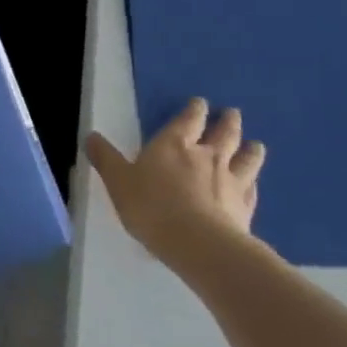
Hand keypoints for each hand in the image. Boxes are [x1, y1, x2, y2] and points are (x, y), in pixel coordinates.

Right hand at [86, 98, 265, 264]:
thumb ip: (105, 158)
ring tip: (255, 144)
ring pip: (246, 159)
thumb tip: (90, 135)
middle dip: (228, 122)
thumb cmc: (151, 206)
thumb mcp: (118, 181)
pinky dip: (253, 183)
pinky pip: (252, 189)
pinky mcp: (245, 207)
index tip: (201, 103)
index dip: (195, 110)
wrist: (198, 244)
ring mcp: (230, 181)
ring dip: (251, 149)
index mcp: (174, 145)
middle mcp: (207, 156)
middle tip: (234, 114)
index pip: (189, 120)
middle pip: (224, 134)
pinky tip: (255, 184)